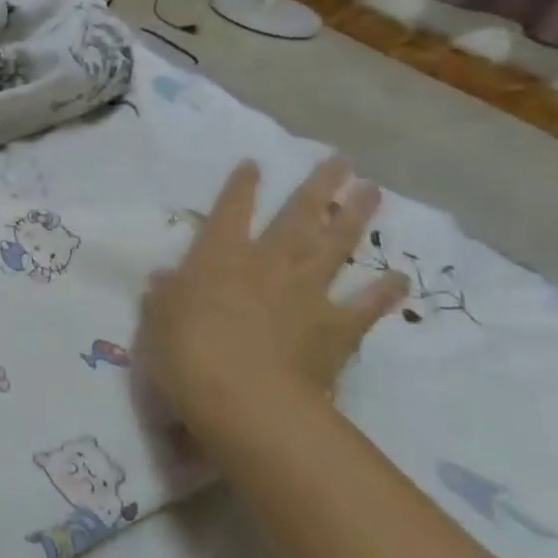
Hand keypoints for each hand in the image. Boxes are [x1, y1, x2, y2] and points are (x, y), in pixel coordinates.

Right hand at [136, 158, 407, 432]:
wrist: (244, 397)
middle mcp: (267, 263)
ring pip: (335, 246)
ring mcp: (307, 292)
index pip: (232, 210)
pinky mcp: (336, 328)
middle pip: (298, 216)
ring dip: (354, 218)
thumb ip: (165, 295)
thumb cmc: (187, 352)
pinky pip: (364, 306)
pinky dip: (383, 293)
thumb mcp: (159, 319)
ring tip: (373, 190)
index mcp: (220, 256)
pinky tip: (399, 278)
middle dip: (318, 186)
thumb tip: (167, 279)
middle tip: (340, 160)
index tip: (255, 163)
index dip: (242, 186)